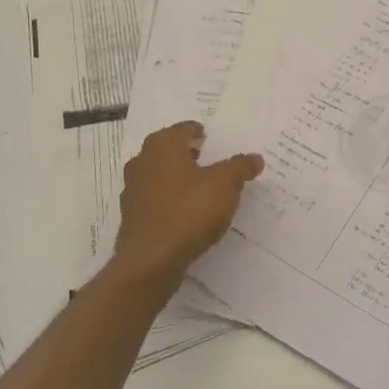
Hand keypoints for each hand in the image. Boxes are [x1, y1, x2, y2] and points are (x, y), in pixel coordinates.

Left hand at [112, 122, 263, 283]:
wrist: (151, 260)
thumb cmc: (189, 211)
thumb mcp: (225, 185)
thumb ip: (240, 167)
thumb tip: (255, 158)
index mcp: (162, 146)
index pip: (183, 129)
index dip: (199, 132)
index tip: (211, 138)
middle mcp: (142, 162)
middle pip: (167, 150)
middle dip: (186, 153)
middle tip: (207, 158)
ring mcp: (133, 190)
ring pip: (159, 175)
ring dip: (176, 177)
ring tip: (200, 186)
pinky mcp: (132, 216)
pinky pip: (155, 199)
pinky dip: (169, 200)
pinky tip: (185, 212)